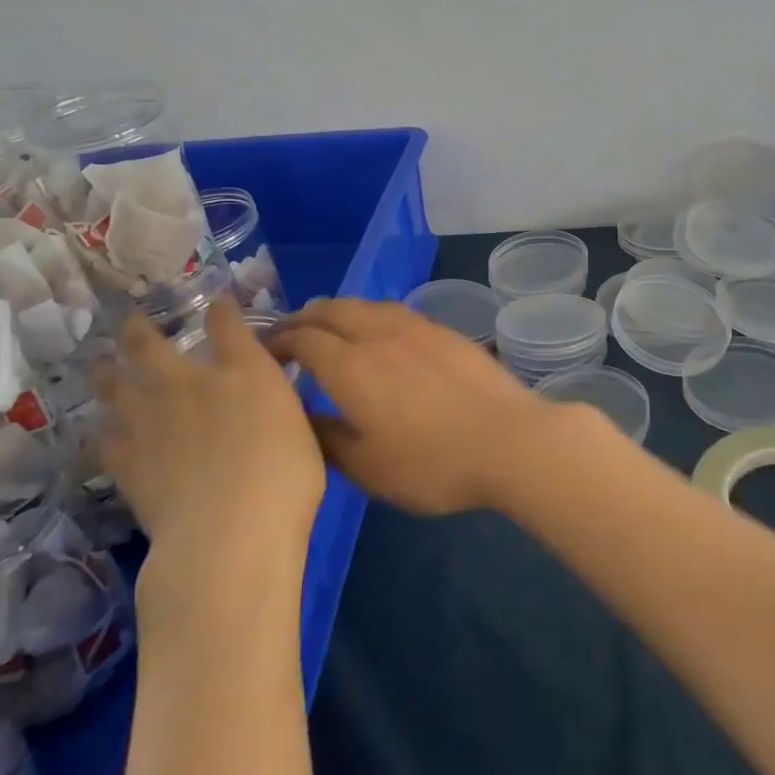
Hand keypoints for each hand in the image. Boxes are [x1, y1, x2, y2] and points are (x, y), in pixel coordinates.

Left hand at [94, 298, 325, 564]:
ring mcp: (150, 419)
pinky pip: (102, 436)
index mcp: (244, 371)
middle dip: (140, 327)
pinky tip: (102, 430)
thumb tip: (267, 397)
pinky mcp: (125, 459)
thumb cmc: (287, 479)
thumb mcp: (301, 430)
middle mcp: (190, 383)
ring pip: (113, 382)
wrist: (229, 533)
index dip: (220, 308)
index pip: (226, 323)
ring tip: (103, 365)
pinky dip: (101, 429)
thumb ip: (278, 405)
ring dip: (107, 370)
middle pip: (150, 343)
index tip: (218, 303)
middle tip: (133, 322)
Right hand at [270, 298, 577, 515]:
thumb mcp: (368, 469)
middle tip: (289, 332)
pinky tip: (378, 331)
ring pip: (365, 305)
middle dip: (304, 318)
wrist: (509, 440)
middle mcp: (378, 335)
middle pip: (331, 311)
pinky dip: (370, 314)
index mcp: (350, 367)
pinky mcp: (444, 331)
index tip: (265, 351)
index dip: (279, 341)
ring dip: (337, 311)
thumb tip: (302, 419)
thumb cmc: (433, 464)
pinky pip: (394, 311)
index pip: (303, 339)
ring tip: (329, 325)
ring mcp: (415, 328)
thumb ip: (327, 441)